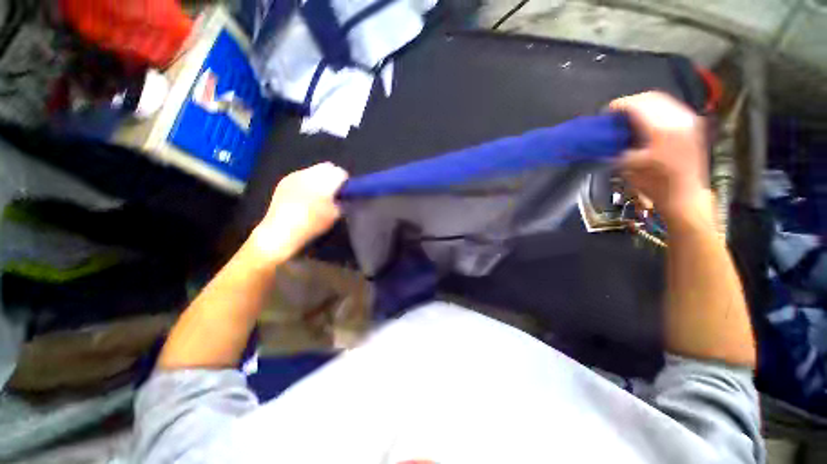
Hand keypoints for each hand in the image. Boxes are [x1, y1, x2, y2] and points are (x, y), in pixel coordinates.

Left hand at [251, 162, 348, 262]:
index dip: (345, 182)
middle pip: (327, 167)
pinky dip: (307, 182)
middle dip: (332, 177)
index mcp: (324, 183)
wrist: (281, 232)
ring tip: (317, 194)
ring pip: (314, 170)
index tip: (344, 192)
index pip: (340, 173)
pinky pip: (302, 175)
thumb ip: (342, 201)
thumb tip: (343, 195)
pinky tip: (304, 195)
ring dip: (319, 178)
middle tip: (333, 192)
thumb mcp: (335, 215)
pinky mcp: (285, 180)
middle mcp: (309, 174)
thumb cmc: (312, 225)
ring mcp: (295, 176)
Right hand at [609, 92, 711, 224]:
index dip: (619, 105)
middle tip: (616, 114)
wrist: (685, 196)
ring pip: (663, 100)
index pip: (637, 105)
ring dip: (643, 105)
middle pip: (651, 97)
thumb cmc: (655, 184)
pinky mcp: (693, 125)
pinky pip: (672, 108)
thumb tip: (606, 137)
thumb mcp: (628, 166)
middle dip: (631, 103)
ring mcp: (689, 120)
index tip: (606, 112)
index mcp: (661, 129)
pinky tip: (646, 120)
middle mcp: (678, 119)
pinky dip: (656, 110)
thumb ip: (618, 147)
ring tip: (629, 116)